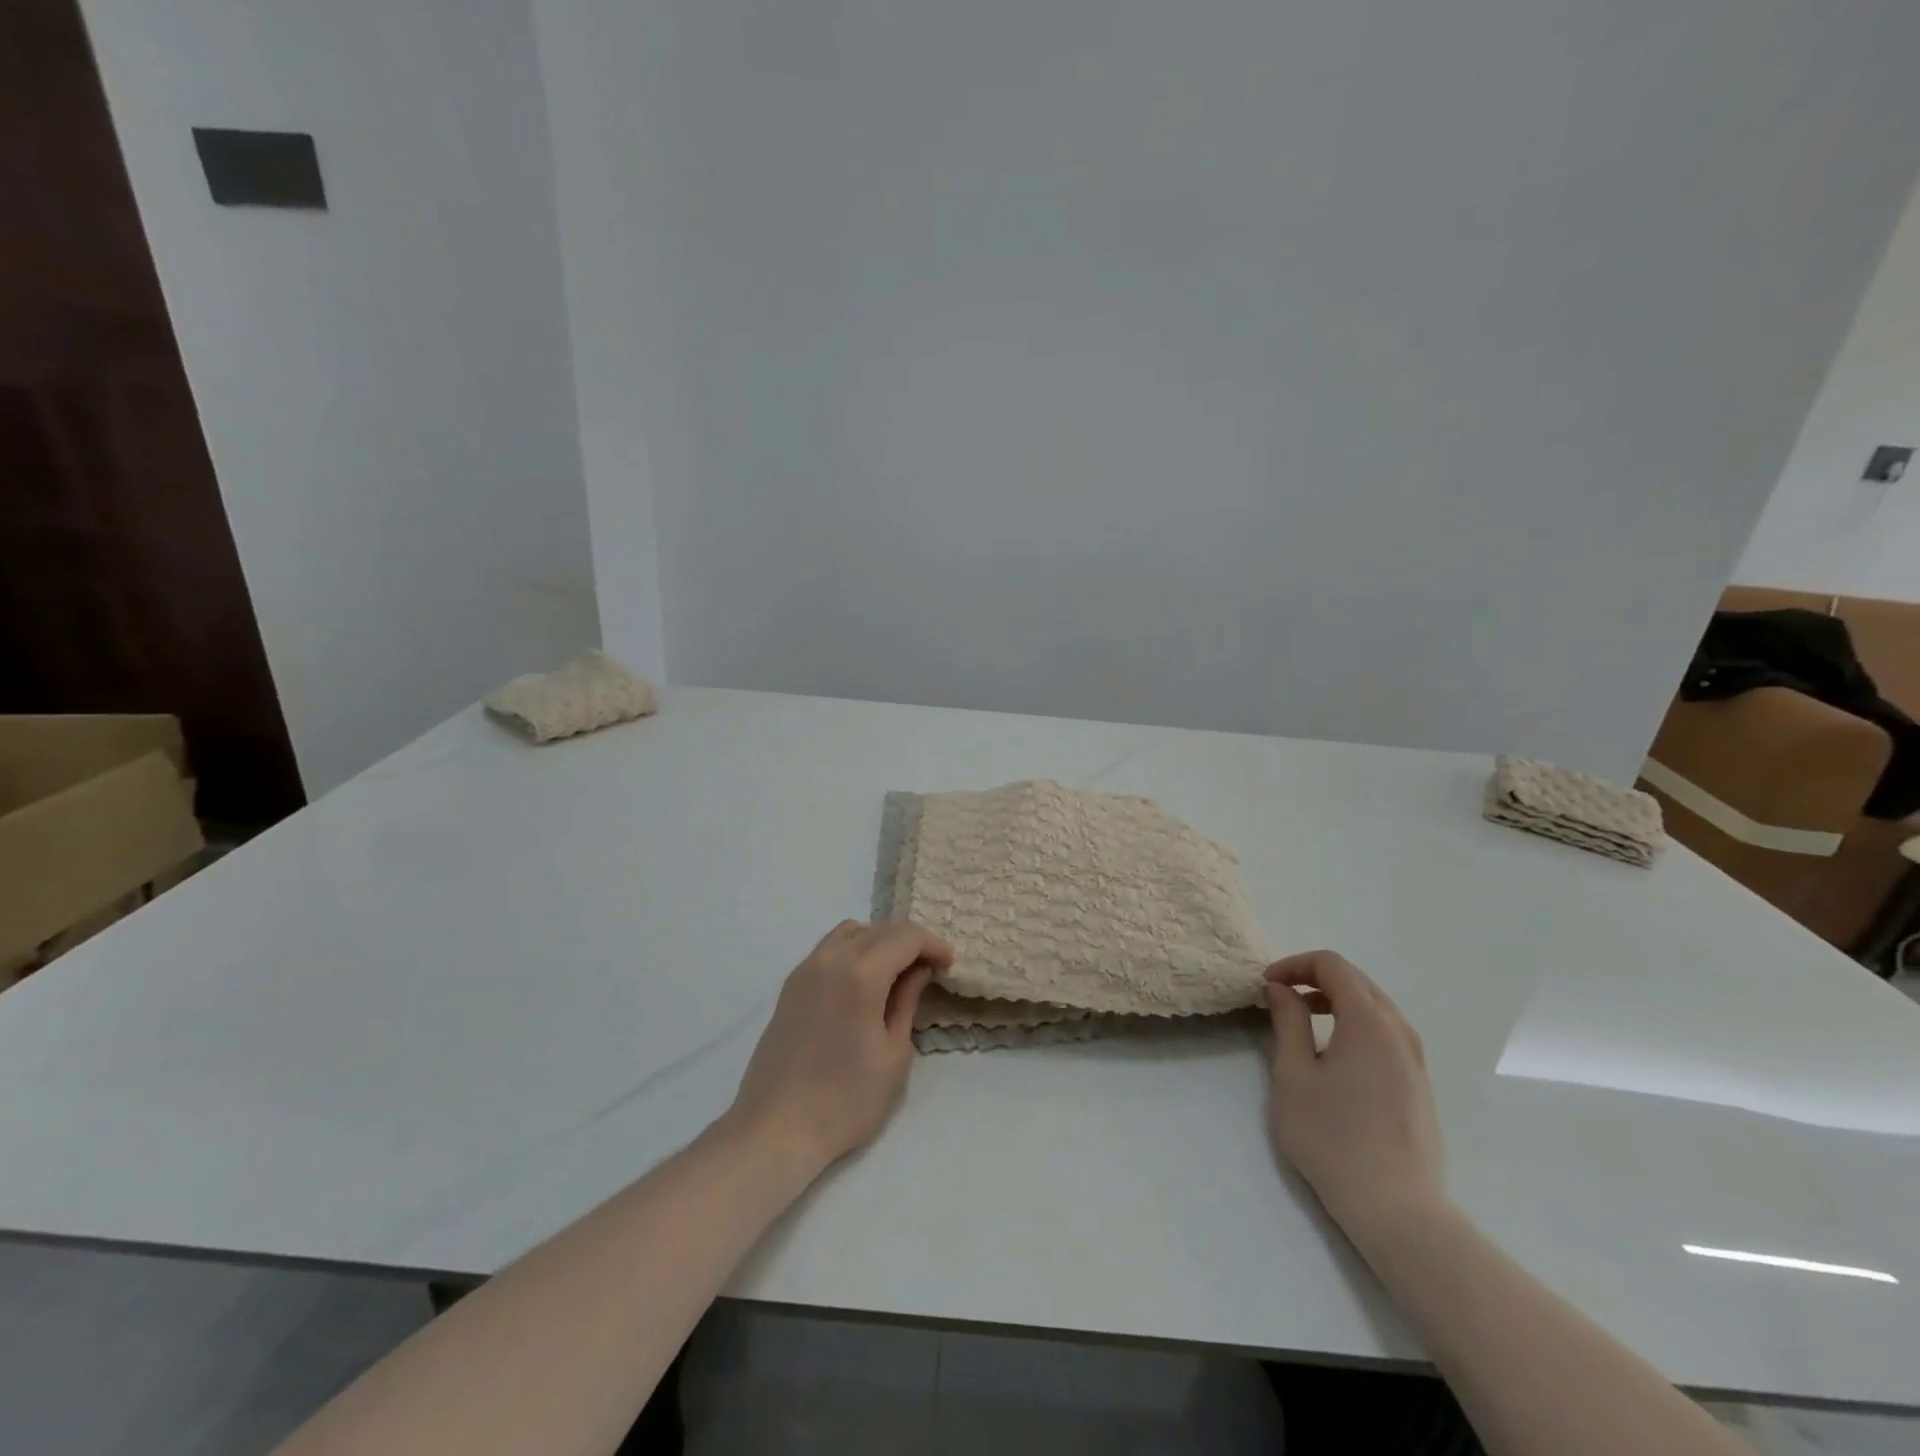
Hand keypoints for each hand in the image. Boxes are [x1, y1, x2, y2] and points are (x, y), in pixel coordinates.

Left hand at [726, 920, 951, 1173]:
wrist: (776, 1129)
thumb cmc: (846, 1099)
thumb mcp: (894, 1053)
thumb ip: (907, 1001)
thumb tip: (919, 970)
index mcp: (860, 973)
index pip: (905, 937)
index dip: (933, 945)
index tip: (949, 965)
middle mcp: (830, 959)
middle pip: (879, 930)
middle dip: (910, 941)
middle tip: (931, 968)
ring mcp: (805, 969)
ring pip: (851, 933)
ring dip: (880, 941)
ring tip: (898, 971)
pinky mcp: (790, 986)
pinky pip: (829, 949)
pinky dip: (854, 950)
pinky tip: (864, 981)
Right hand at [1263, 950, 1447, 1241]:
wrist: (1397, 1211)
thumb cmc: (1333, 1138)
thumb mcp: (1293, 1075)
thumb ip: (1288, 1022)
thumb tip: (1282, 989)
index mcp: (1369, 1022)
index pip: (1332, 965)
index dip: (1294, 965)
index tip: (1267, 986)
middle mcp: (1399, 1031)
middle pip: (1357, 981)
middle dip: (1315, 979)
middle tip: (1280, 997)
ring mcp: (1416, 1060)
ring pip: (1375, 1007)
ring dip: (1337, 1001)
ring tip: (1304, 1024)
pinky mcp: (1420, 1085)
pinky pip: (1387, 1034)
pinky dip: (1356, 1025)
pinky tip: (1335, 1057)